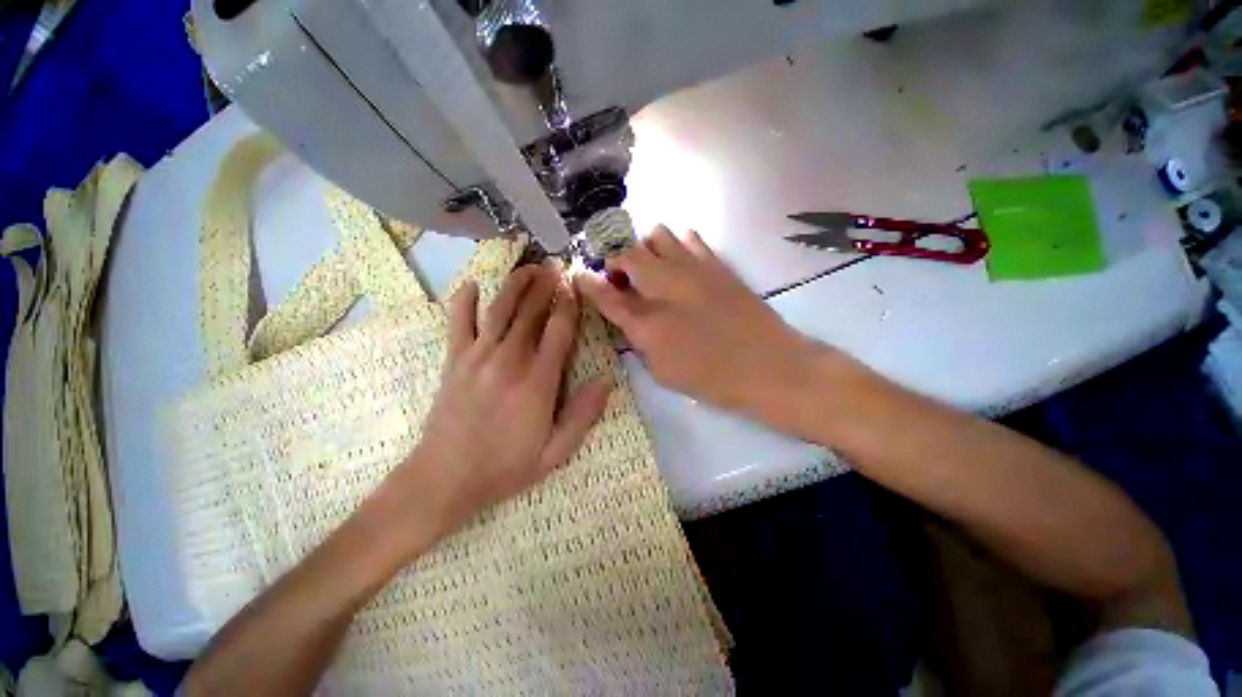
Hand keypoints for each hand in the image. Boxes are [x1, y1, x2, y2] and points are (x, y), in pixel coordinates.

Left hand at [381, 263, 611, 557]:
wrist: (445, 478)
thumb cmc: (506, 466)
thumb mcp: (555, 452)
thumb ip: (583, 415)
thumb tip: (605, 380)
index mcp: (538, 381)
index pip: (559, 331)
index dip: (568, 305)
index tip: (574, 286)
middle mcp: (509, 360)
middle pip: (530, 313)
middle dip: (545, 286)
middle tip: (555, 264)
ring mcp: (478, 357)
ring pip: (500, 310)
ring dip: (515, 285)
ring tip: (527, 267)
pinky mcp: (455, 361)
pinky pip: (459, 323)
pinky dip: (464, 301)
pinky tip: (471, 285)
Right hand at [575, 226, 823, 420]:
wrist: (768, 366)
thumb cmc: (712, 378)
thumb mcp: (663, 371)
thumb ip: (639, 341)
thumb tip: (629, 320)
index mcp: (646, 321)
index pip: (605, 294)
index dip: (588, 283)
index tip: (580, 277)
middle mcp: (664, 286)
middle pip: (626, 253)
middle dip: (616, 262)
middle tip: (623, 280)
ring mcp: (692, 268)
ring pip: (656, 234)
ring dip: (646, 249)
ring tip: (652, 270)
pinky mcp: (716, 263)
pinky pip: (688, 237)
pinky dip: (676, 245)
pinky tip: (680, 265)